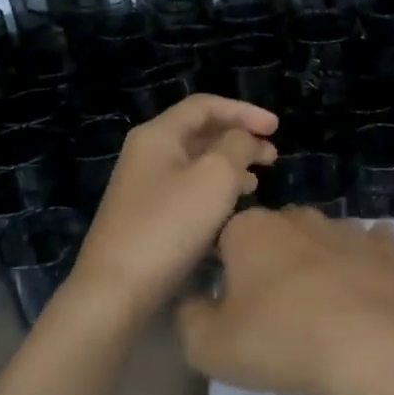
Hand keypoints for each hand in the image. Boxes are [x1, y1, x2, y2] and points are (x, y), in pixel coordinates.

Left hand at [70, 95, 277, 314]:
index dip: (244, 111)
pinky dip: (216, 189)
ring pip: (196, 163)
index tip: (276, 128)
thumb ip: (237, 147)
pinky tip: (234, 207)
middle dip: (239, 138)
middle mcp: (147, 154)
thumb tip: (244, 140)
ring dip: (231, 165)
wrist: (117, 289)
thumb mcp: (215, 177)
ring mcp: (145, 186)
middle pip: (200, 132)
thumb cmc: (169, 226)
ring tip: (259, 180)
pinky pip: (189, 189)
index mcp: (158, 135)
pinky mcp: (148, 216)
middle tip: (273, 156)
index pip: (205, 105)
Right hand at [176, 208, 393, 394]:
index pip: (224, 237)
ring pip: (321, 236)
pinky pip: (372, 243)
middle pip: (274, 233)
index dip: (223, 268)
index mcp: (249, 230)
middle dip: (270, 259)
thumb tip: (196, 301)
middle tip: (272, 305)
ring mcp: (345, 229)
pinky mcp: (386, 250)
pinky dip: (366, 257)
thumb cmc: (280, 341)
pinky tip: (365, 279)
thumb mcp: (209, 347)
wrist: (371, 348)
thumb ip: (190, 318)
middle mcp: (297, 217)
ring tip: (319, 301)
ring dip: (316, 259)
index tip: (228, 301)